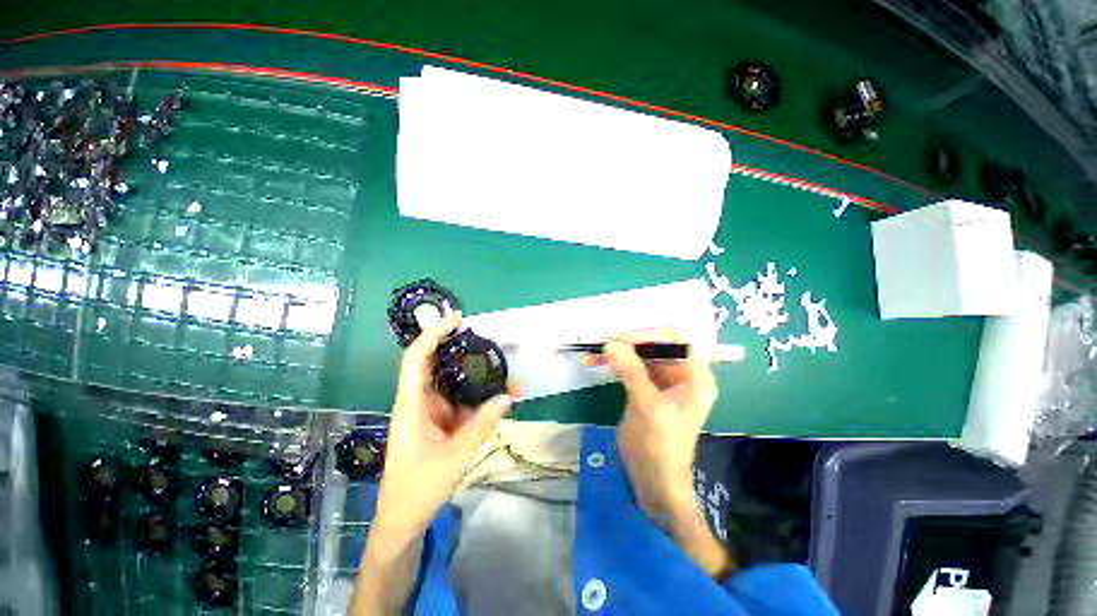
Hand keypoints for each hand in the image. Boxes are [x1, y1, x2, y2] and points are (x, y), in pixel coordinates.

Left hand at [372, 311, 514, 540]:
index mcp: (412, 404)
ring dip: (476, 374)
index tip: (456, 319)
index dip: (433, 334)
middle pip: (437, 363)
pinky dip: (479, 394)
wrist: (404, 518)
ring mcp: (431, 410)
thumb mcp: (454, 456)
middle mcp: (420, 400)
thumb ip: (482, 425)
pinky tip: (498, 394)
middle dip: (461, 348)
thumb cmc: (418, 488)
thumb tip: (506, 396)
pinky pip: (461, 399)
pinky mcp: (441, 420)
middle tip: (488, 341)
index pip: (417, 358)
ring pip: (453, 381)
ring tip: (503, 371)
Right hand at [598, 330, 731, 577]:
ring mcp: (662, 381)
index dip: (649, 336)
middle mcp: (681, 374)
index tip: (622, 340)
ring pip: (639, 355)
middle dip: (628, 343)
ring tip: (592, 353)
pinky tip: (595, 362)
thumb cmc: (660, 446)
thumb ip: (631, 372)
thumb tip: (611, 343)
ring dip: (617, 352)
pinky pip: (630, 367)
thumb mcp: (647, 406)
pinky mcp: (646, 387)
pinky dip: (614, 363)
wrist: (653, 481)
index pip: (675, 341)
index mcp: (694, 377)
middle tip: (602, 344)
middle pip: (655, 346)